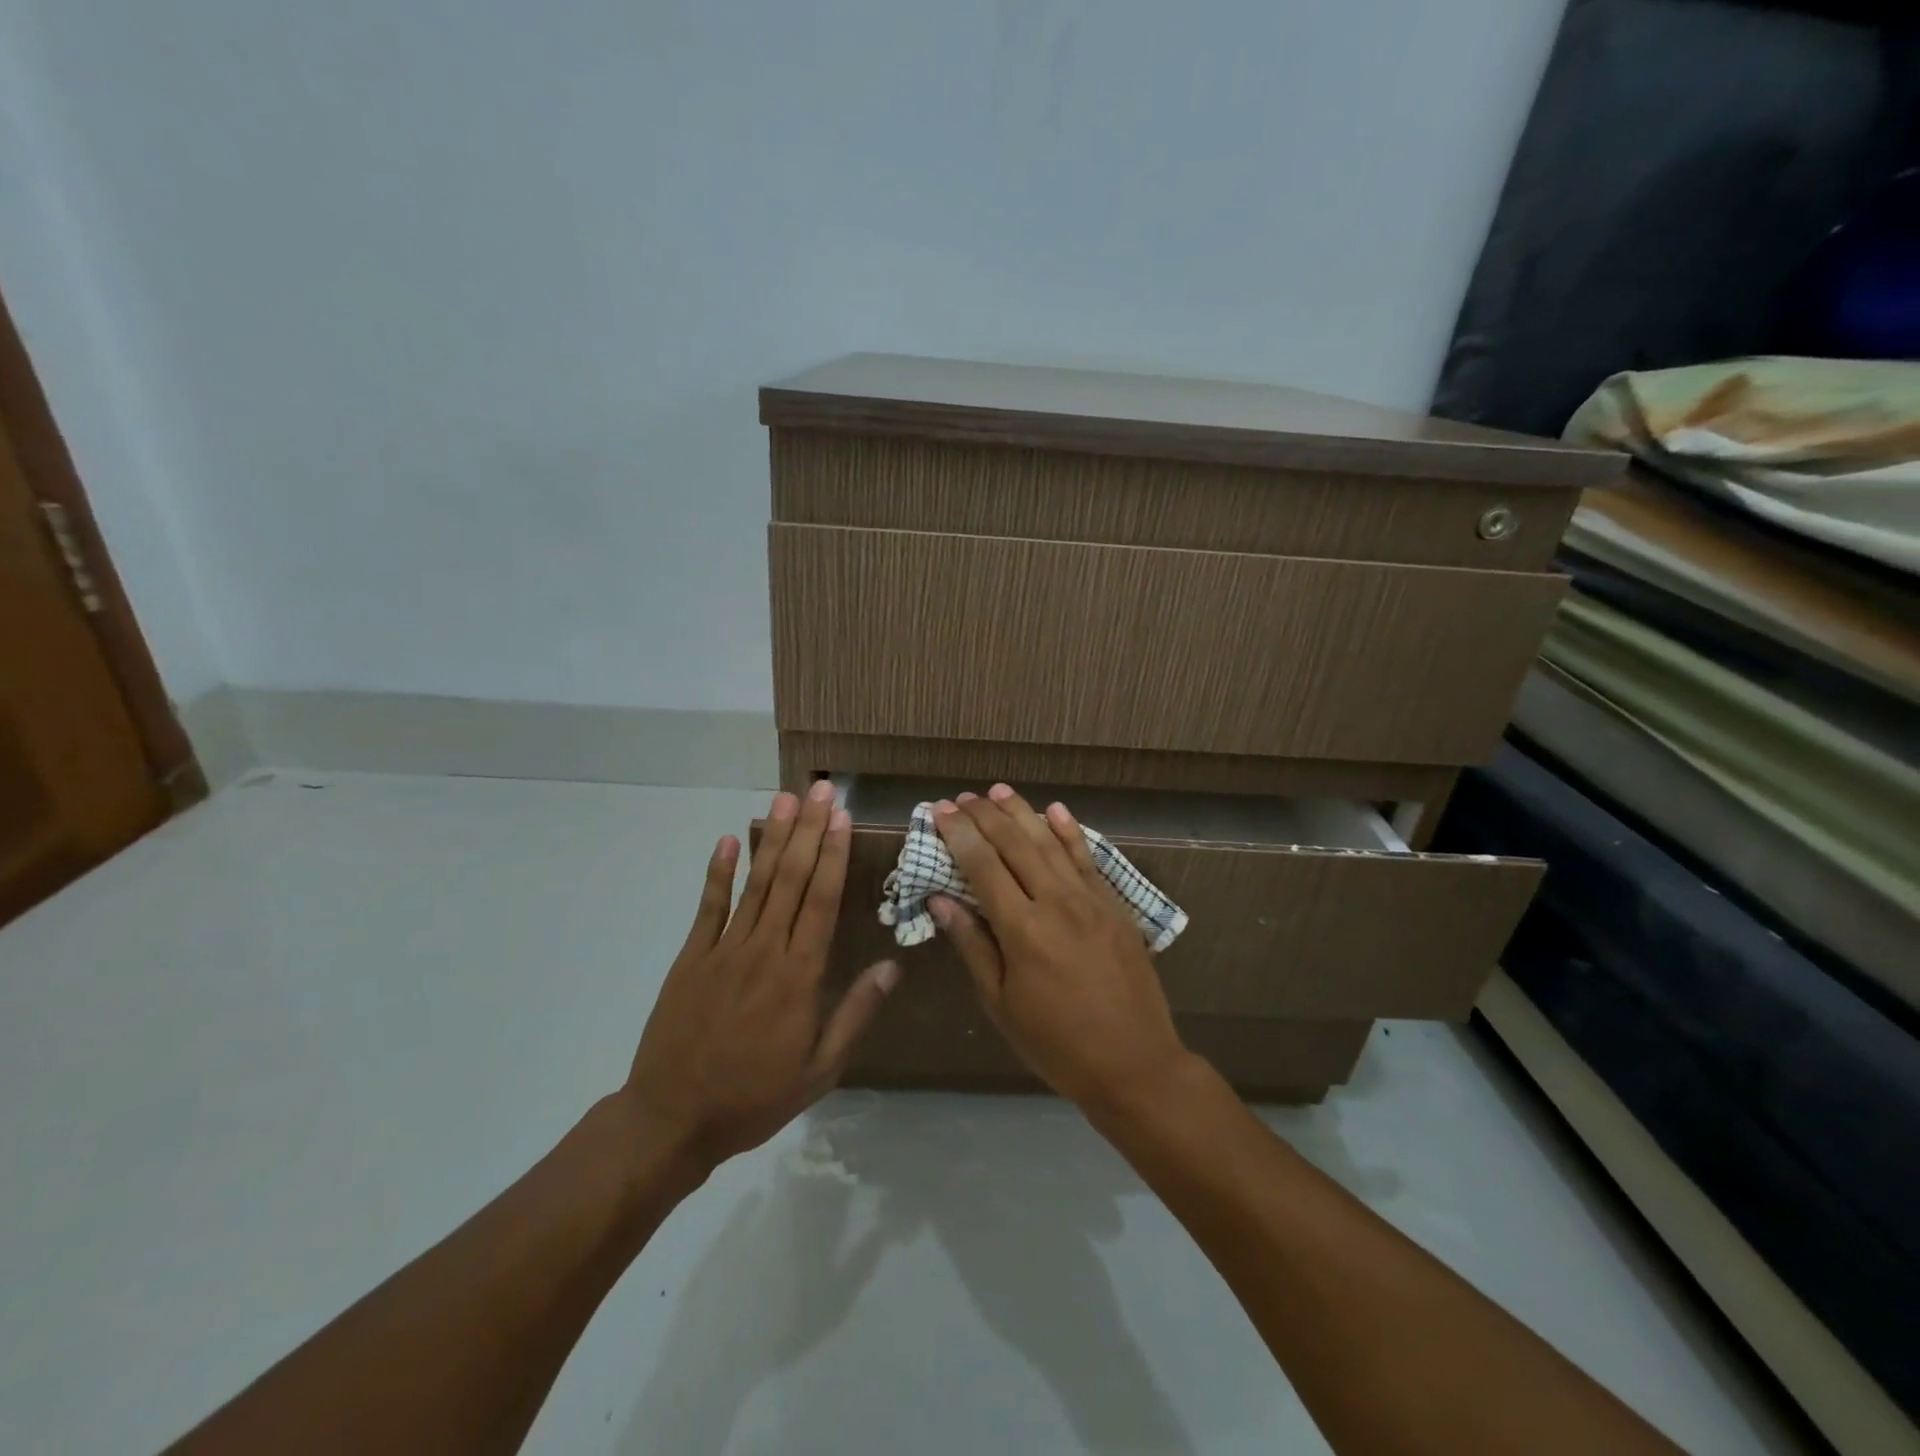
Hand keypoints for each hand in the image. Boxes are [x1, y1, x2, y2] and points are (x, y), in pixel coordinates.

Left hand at [623, 781, 899, 1172]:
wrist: (672, 1119)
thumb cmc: (754, 1097)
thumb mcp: (819, 1070)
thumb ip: (855, 1014)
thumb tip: (891, 967)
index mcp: (799, 976)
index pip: (822, 901)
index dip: (833, 855)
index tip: (842, 817)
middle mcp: (765, 950)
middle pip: (791, 879)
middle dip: (809, 830)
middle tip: (820, 789)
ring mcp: (724, 949)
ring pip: (755, 883)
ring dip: (772, 838)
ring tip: (785, 799)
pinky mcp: (691, 957)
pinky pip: (708, 906)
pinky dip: (718, 872)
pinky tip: (729, 840)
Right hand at [931, 785, 1191, 1113]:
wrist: (1135, 1064)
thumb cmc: (1056, 1043)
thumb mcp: (1001, 1004)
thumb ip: (973, 945)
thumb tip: (941, 899)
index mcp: (1023, 930)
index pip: (983, 866)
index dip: (958, 834)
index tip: (939, 810)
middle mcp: (1056, 903)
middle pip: (1015, 845)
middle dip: (986, 816)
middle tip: (963, 796)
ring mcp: (1091, 900)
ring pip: (1050, 843)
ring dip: (1023, 813)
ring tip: (999, 790)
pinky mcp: (1115, 906)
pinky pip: (1088, 859)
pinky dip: (1070, 832)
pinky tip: (1056, 811)